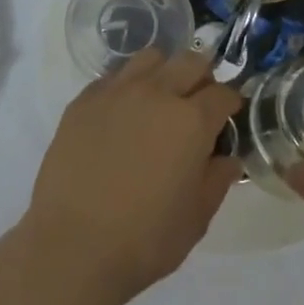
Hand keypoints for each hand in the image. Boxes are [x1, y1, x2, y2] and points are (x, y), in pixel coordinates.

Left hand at [23, 50, 242, 303]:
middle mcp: (157, 93)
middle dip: (201, 77)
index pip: (222, 93)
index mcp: (191, 121)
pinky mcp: (84, 100)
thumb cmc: (145, 239)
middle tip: (197, 102)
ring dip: (163, 72)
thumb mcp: (197, 218)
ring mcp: (117, 91)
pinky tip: (122, 114)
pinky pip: (114, 76)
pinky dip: (127, 86)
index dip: (230, 103)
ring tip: (159, 99)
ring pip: (150, 58)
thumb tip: (227, 157)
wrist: (73, 246)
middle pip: (190, 61)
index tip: (229, 115)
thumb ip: (218, 179)